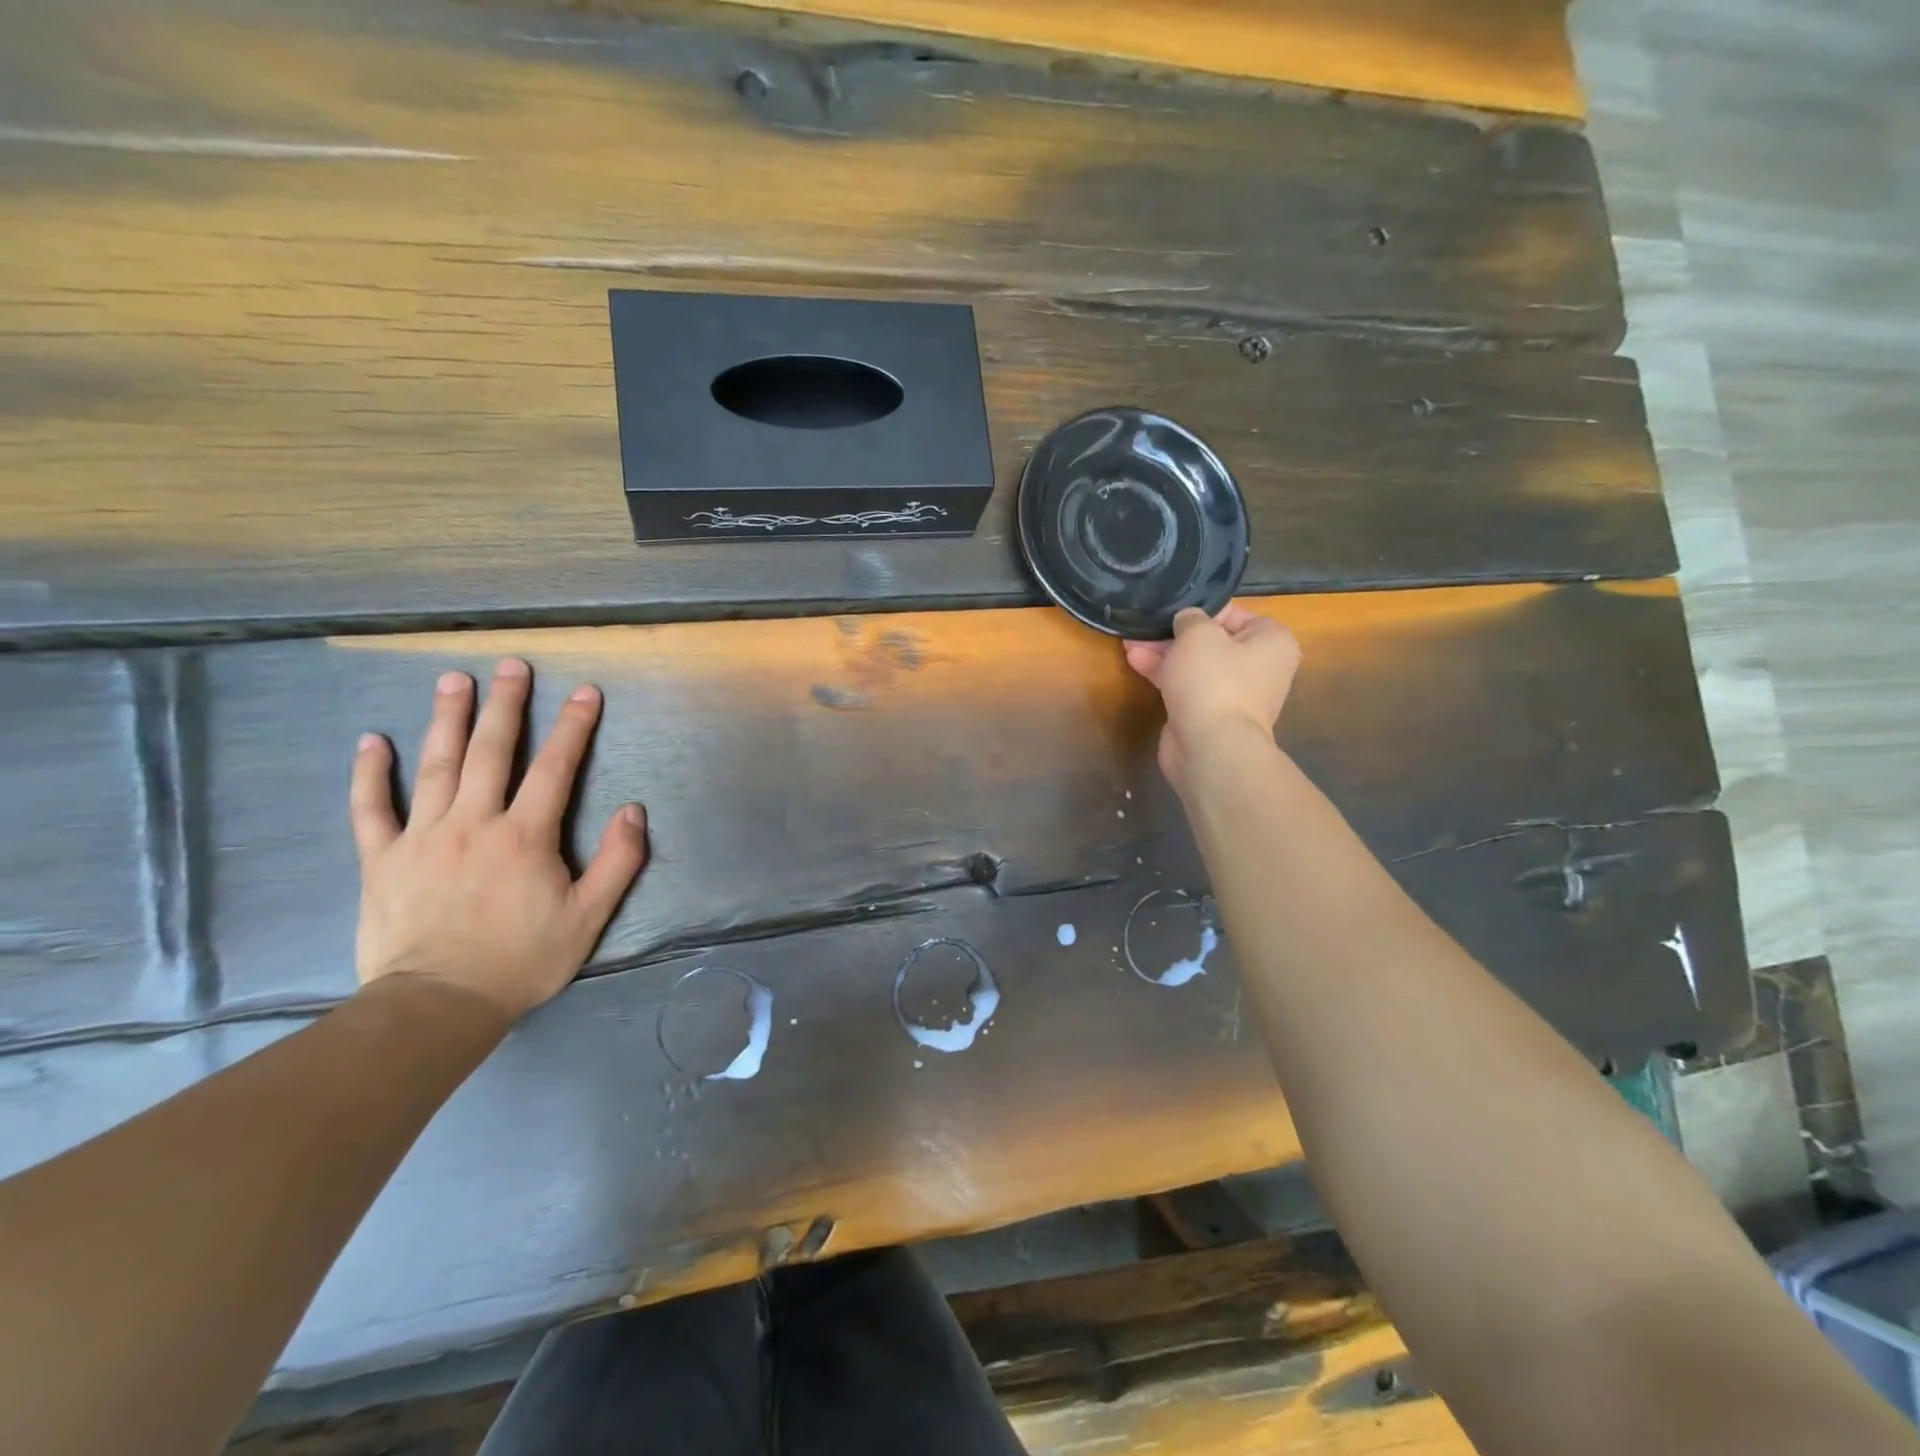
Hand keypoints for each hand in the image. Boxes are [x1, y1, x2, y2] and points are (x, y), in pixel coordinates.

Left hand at [349, 659, 648, 1021]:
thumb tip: (634, 810)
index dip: (573, 726)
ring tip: (453, 680)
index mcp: (525, 836)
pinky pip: (370, 809)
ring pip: (435, 766)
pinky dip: (369, 773)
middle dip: (505, 705)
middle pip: (492, 752)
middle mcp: (473, 822)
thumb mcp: (589, 917)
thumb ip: (618, 861)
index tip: (584, 692)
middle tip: (510, 666)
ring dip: (447, 719)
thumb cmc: (522, 960)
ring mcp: (422, 837)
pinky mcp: (382, 859)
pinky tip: (371, 741)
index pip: (555, 768)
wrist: (438, 1005)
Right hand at [1124, 603, 1300, 793]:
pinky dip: (1164, 674)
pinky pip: (1186, 686)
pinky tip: (1136, 661)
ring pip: (1194, 665)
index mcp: (1271, 641)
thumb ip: (1190, 618)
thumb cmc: (1214, 680)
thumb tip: (1187, 620)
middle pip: (1212, 641)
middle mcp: (1259, 667)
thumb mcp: (1199, 633)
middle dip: (1174, 635)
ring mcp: (1233, 694)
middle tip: (1146, 626)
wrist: (1210, 746)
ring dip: (1163, 653)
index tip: (1173, 609)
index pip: (1235, 615)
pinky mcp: (1208, 714)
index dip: (1202, 610)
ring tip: (1131, 641)